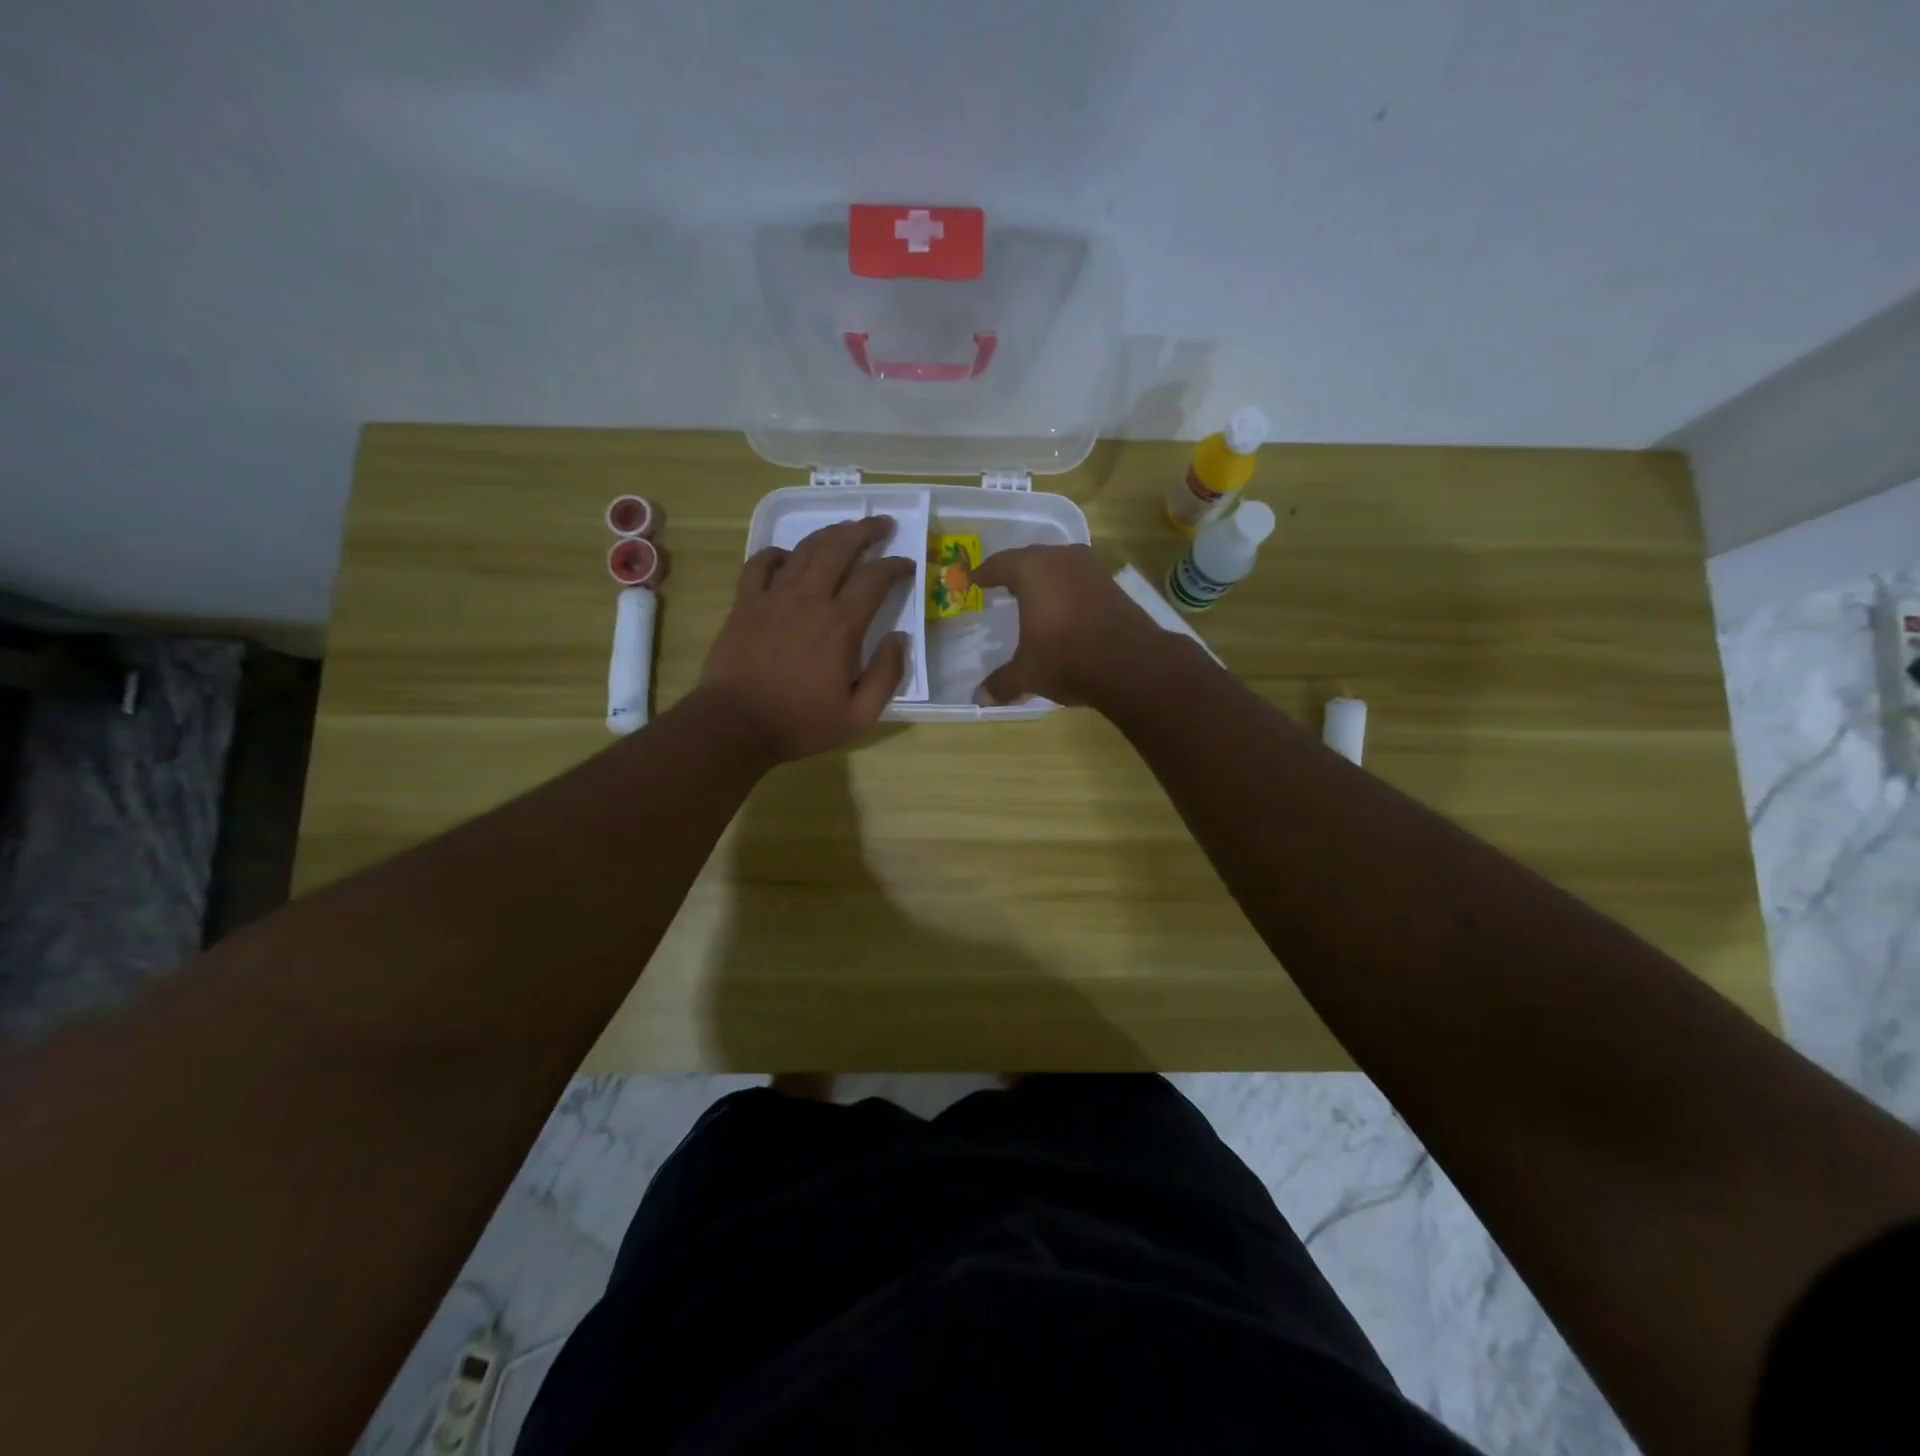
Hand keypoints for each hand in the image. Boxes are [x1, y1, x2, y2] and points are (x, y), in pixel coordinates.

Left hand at [696, 516, 913, 764]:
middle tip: (882, 524)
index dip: (895, 567)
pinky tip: (788, 556)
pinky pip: (761, 563)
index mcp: (840, 626)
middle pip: (839, 548)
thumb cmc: (800, 723)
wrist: (735, 725)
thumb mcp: (858, 715)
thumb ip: (886, 675)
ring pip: (804, 548)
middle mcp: (808, 600)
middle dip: (865, 531)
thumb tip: (900, 638)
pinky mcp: (745, 602)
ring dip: (829, 533)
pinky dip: (778, 552)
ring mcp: (772, 597)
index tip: (907, 565)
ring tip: (846, 529)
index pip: (874, 579)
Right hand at [972, 544, 1164, 707]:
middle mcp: (1061, 559)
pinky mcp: (1112, 585)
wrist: (1132, 664)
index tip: (974, 580)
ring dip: (1045, 578)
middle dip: (1015, 571)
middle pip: (1031, 558)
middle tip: (1001, 585)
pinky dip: (1066, 590)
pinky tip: (1064, 609)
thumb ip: (1002, 682)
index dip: (984, 573)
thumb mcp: (1028, 674)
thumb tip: (980, 698)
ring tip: (1033, 596)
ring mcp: (1091, 569)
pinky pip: (1079, 580)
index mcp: (1032, 570)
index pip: (1000, 564)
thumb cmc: (1067, 658)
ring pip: (1059, 566)